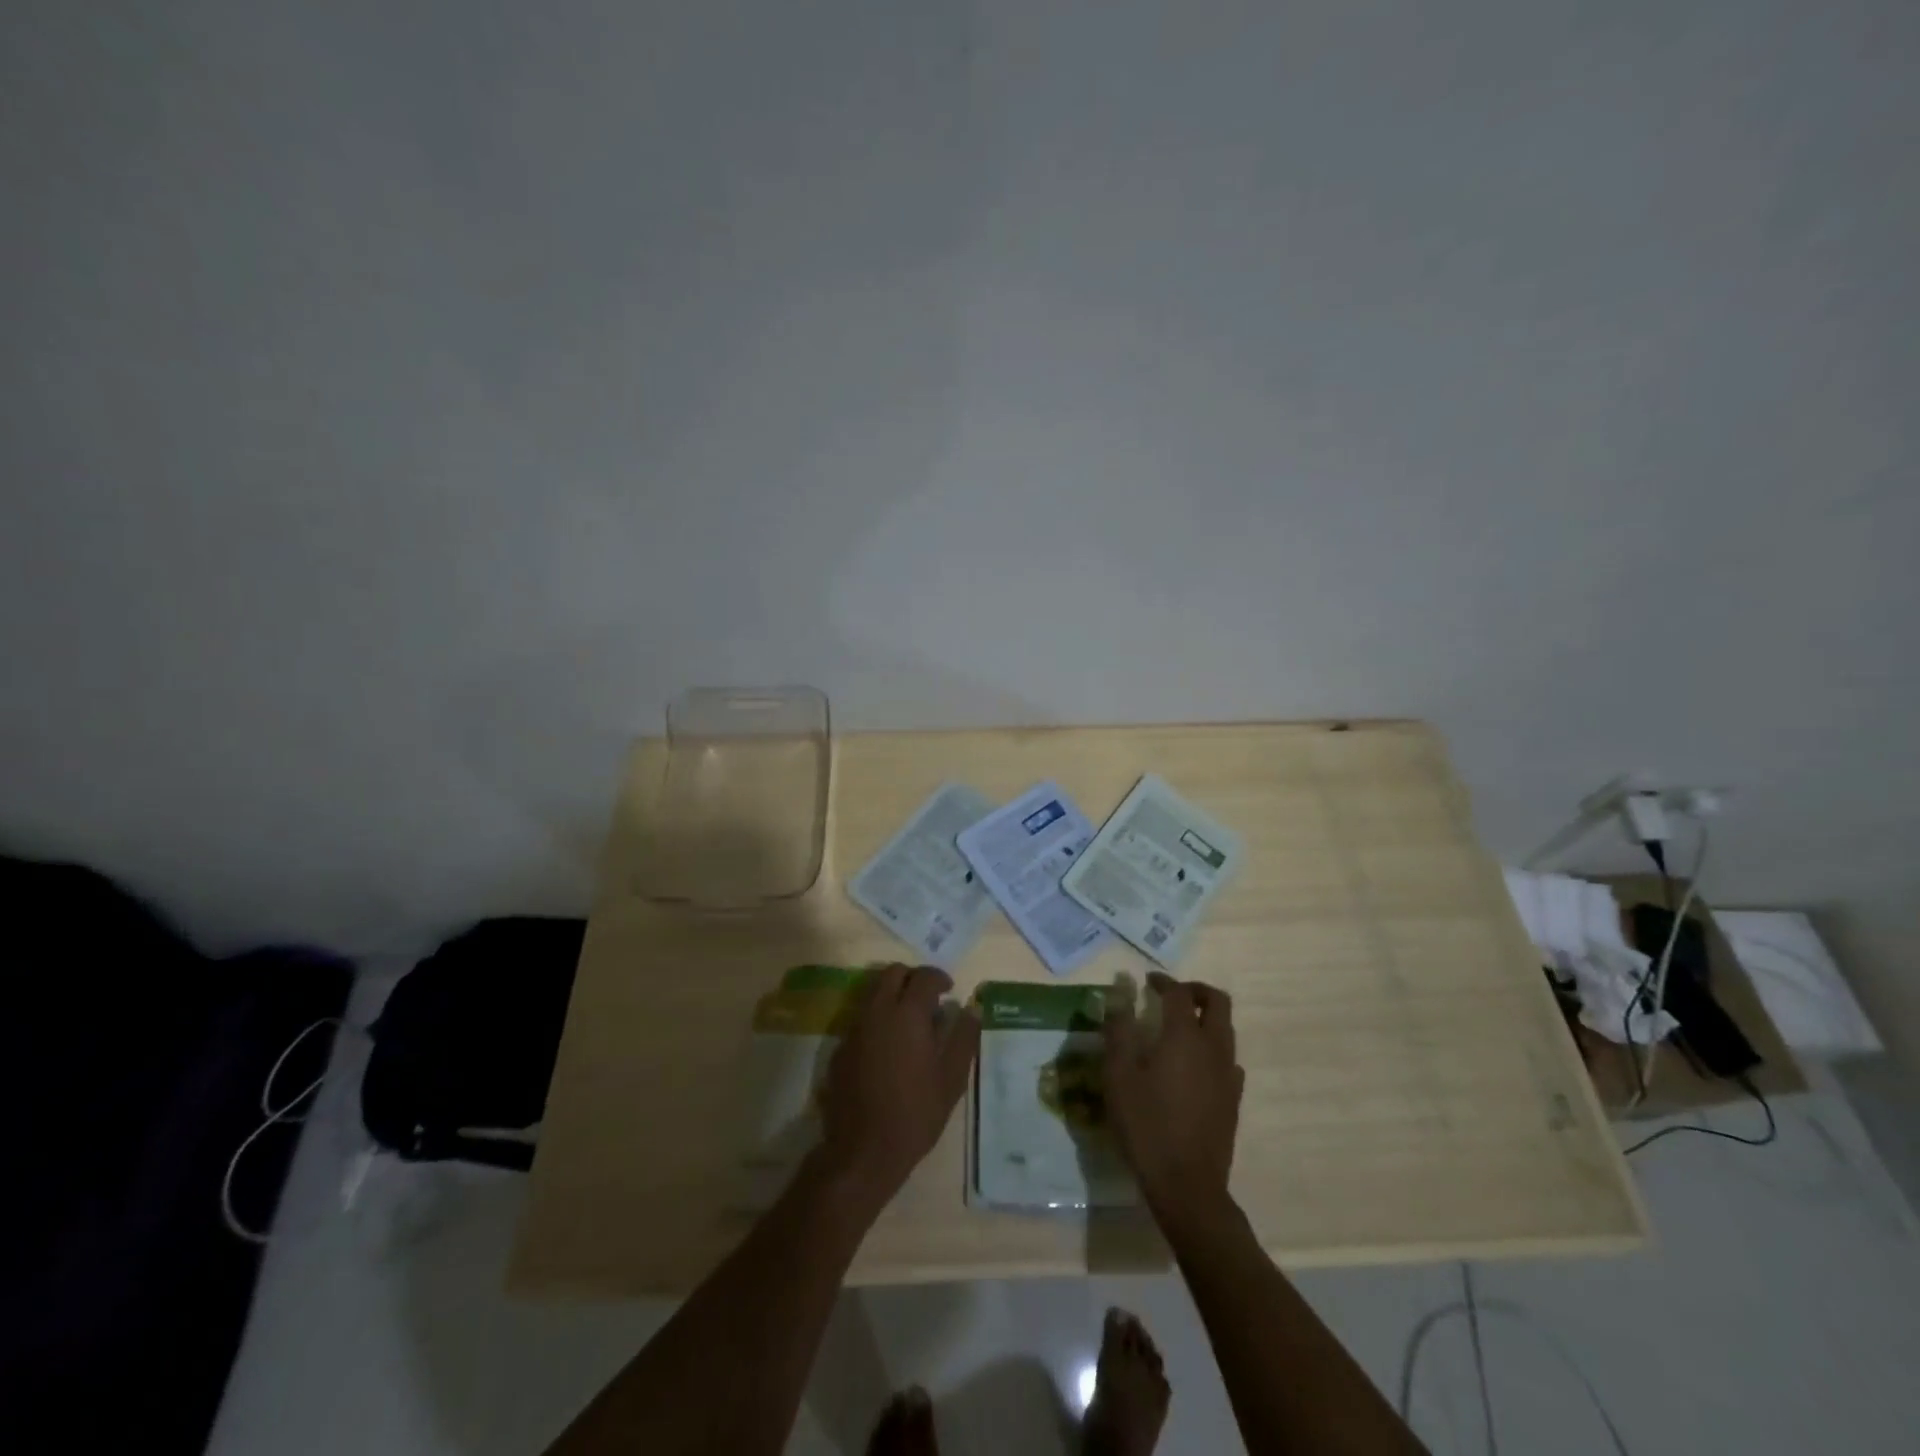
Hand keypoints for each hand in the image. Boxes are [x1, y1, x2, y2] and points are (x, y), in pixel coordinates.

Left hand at [816, 964, 979, 1209]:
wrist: (864, 1150)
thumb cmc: (916, 1113)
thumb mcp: (951, 1079)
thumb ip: (963, 1037)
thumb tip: (972, 1008)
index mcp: (908, 1014)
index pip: (924, 976)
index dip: (939, 977)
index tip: (949, 990)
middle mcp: (878, 1011)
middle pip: (893, 973)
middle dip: (913, 978)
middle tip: (929, 998)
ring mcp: (856, 1028)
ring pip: (874, 991)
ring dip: (893, 994)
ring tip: (910, 1021)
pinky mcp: (841, 1047)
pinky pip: (862, 1017)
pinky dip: (878, 1017)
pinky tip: (889, 1046)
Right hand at [1104, 972, 1244, 1226]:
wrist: (1187, 1185)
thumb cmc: (1146, 1125)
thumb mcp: (1119, 1076)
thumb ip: (1119, 1030)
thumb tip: (1118, 995)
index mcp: (1184, 1036)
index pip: (1179, 993)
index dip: (1163, 981)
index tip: (1146, 981)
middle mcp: (1213, 1048)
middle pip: (1218, 1001)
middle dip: (1196, 990)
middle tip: (1171, 994)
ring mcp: (1228, 1074)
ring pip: (1226, 1029)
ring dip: (1206, 1017)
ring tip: (1179, 1027)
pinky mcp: (1233, 1099)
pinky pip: (1228, 1059)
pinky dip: (1212, 1048)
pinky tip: (1193, 1065)